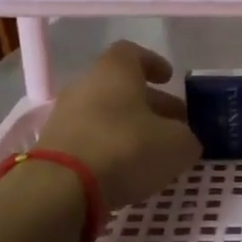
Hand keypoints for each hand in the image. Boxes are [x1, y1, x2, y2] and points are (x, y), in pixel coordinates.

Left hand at [37, 41, 200, 210]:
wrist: (62, 188)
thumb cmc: (126, 149)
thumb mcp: (177, 145)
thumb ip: (186, 138)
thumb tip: (184, 140)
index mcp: (115, 71)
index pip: (133, 53)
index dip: (154, 64)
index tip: (169, 79)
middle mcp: (86, 85)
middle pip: (122, 87)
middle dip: (151, 104)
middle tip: (175, 125)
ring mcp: (66, 115)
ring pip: (106, 114)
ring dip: (131, 128)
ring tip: (154, 152)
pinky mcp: (55, 146)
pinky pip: (91, 138)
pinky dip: (111, 148)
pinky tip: (128, 169)